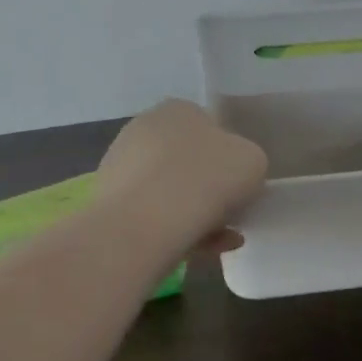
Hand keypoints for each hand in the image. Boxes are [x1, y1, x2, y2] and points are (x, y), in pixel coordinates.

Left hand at [97, 99, 267, 252]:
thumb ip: (246, 161)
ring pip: (169, 191)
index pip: (209, 129)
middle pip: (187, 161)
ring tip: (219, 242)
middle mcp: (144, 128)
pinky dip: (174, 230)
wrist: (146, 223)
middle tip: (230, 216)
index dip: (228, 159)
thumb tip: (233, 173)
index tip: (239, 186)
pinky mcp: (108, 200)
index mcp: (178, 109)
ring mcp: (121, 164)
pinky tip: (198, 251)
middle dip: (208, 189)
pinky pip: (152, 214)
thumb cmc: (206, 179)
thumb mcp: (253, 161)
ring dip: (195, 214)